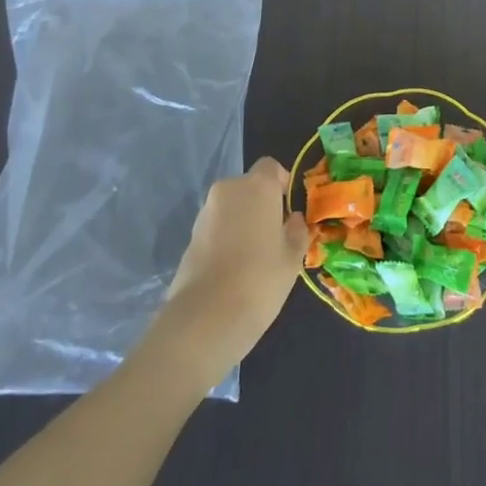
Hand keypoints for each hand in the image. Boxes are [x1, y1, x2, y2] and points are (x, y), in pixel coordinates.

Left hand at [163, 158, 308, 368]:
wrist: (206, 318)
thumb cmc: (261, 279)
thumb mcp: (293, 257)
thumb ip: (296, 230)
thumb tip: (292, 220)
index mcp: (257, 186)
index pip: (271, 167)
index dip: (281, 184)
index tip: (288, 210)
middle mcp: (228, 190)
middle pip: (249, 187)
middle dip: (261, 205)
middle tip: (274, 236)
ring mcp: (205, 213)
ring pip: (231, 208)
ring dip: (242, 222)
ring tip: (253, 258)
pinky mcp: (189, 238)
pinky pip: (216, 228)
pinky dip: (225, 239)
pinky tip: (233, 269)